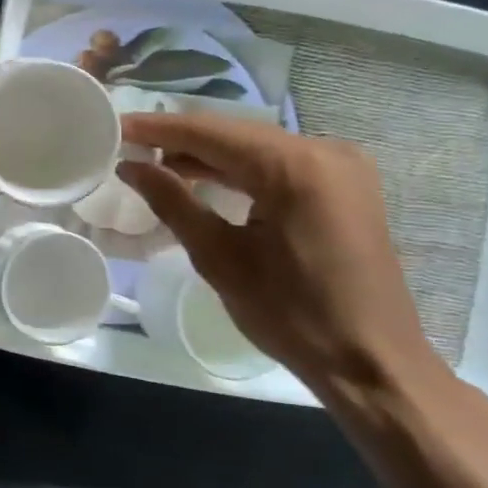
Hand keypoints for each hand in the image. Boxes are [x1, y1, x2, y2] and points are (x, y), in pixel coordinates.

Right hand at [117, 111, 442, 401]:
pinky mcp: (344, 185)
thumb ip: (172, 202)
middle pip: (235, 134)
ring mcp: (341, 166)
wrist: (372, 362)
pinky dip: (239, 169)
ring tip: (155, 163)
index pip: (210, 133)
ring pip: (256, 146)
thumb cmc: (292, 315)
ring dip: (207, 155)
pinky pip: (279, 163)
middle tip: (129, 145)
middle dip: (180, 139)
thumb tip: (130, 167)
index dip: (158, 128)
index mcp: (296, 167)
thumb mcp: (219, 258)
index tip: (116, 125)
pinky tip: (202, 178)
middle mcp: (324, 150)